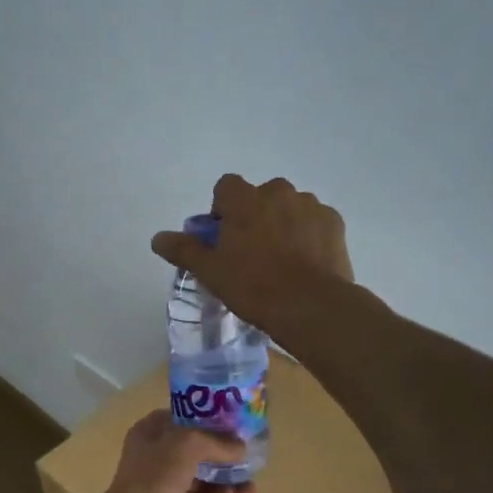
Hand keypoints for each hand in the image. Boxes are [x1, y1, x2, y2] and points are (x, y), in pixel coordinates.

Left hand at [98, 411, 253, 492]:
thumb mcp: (188, 444)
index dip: (210, 420)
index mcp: (152, 431)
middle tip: (249, 461)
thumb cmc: (155, 475)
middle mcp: (157, 454)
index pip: (185, 418)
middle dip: (225, 456)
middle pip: (199, 449)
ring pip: (204, 477)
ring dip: (227, 482)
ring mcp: (165, 483)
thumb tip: (241, 447)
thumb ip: (217, 441)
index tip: (237, 425)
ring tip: (248, 491)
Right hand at [150, 175, 353, 339]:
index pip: (226, 187)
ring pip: (289, 207)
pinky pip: (314, 221)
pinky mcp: (334, 222)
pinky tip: (306, 262)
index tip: (224, 237)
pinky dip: (308, 235)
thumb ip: (184, 249)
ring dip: (283, 223)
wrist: (310, 305)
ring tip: (282, 260)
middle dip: (255, 215)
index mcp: (244, 199)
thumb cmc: (253, 285)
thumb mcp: (210, 271)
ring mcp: (310, 205)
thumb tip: (158, 238)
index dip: (223, 209)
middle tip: (252, 251)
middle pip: (260, 196)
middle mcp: (278, 191)